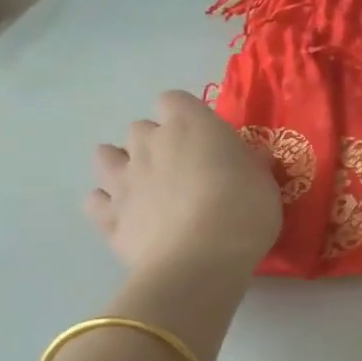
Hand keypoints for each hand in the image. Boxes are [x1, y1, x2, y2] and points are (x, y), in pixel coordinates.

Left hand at [86, 91, 281, 275]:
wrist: (201, 260)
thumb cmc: (244, 211)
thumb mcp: (265, 183)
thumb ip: (251, 164)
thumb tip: (250, 158)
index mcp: (190, 125)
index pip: (174, 100)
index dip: (186, 116)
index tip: (205, 139)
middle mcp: (150, 143)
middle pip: (140, 128)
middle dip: (155, 143)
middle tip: (181, 169)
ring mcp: (124, 179)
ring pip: (106, 156)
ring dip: (121, 165)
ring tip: (144, 186)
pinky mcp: (109, 216)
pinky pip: (96, 201)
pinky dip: (107, 206)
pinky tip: (126, 217)